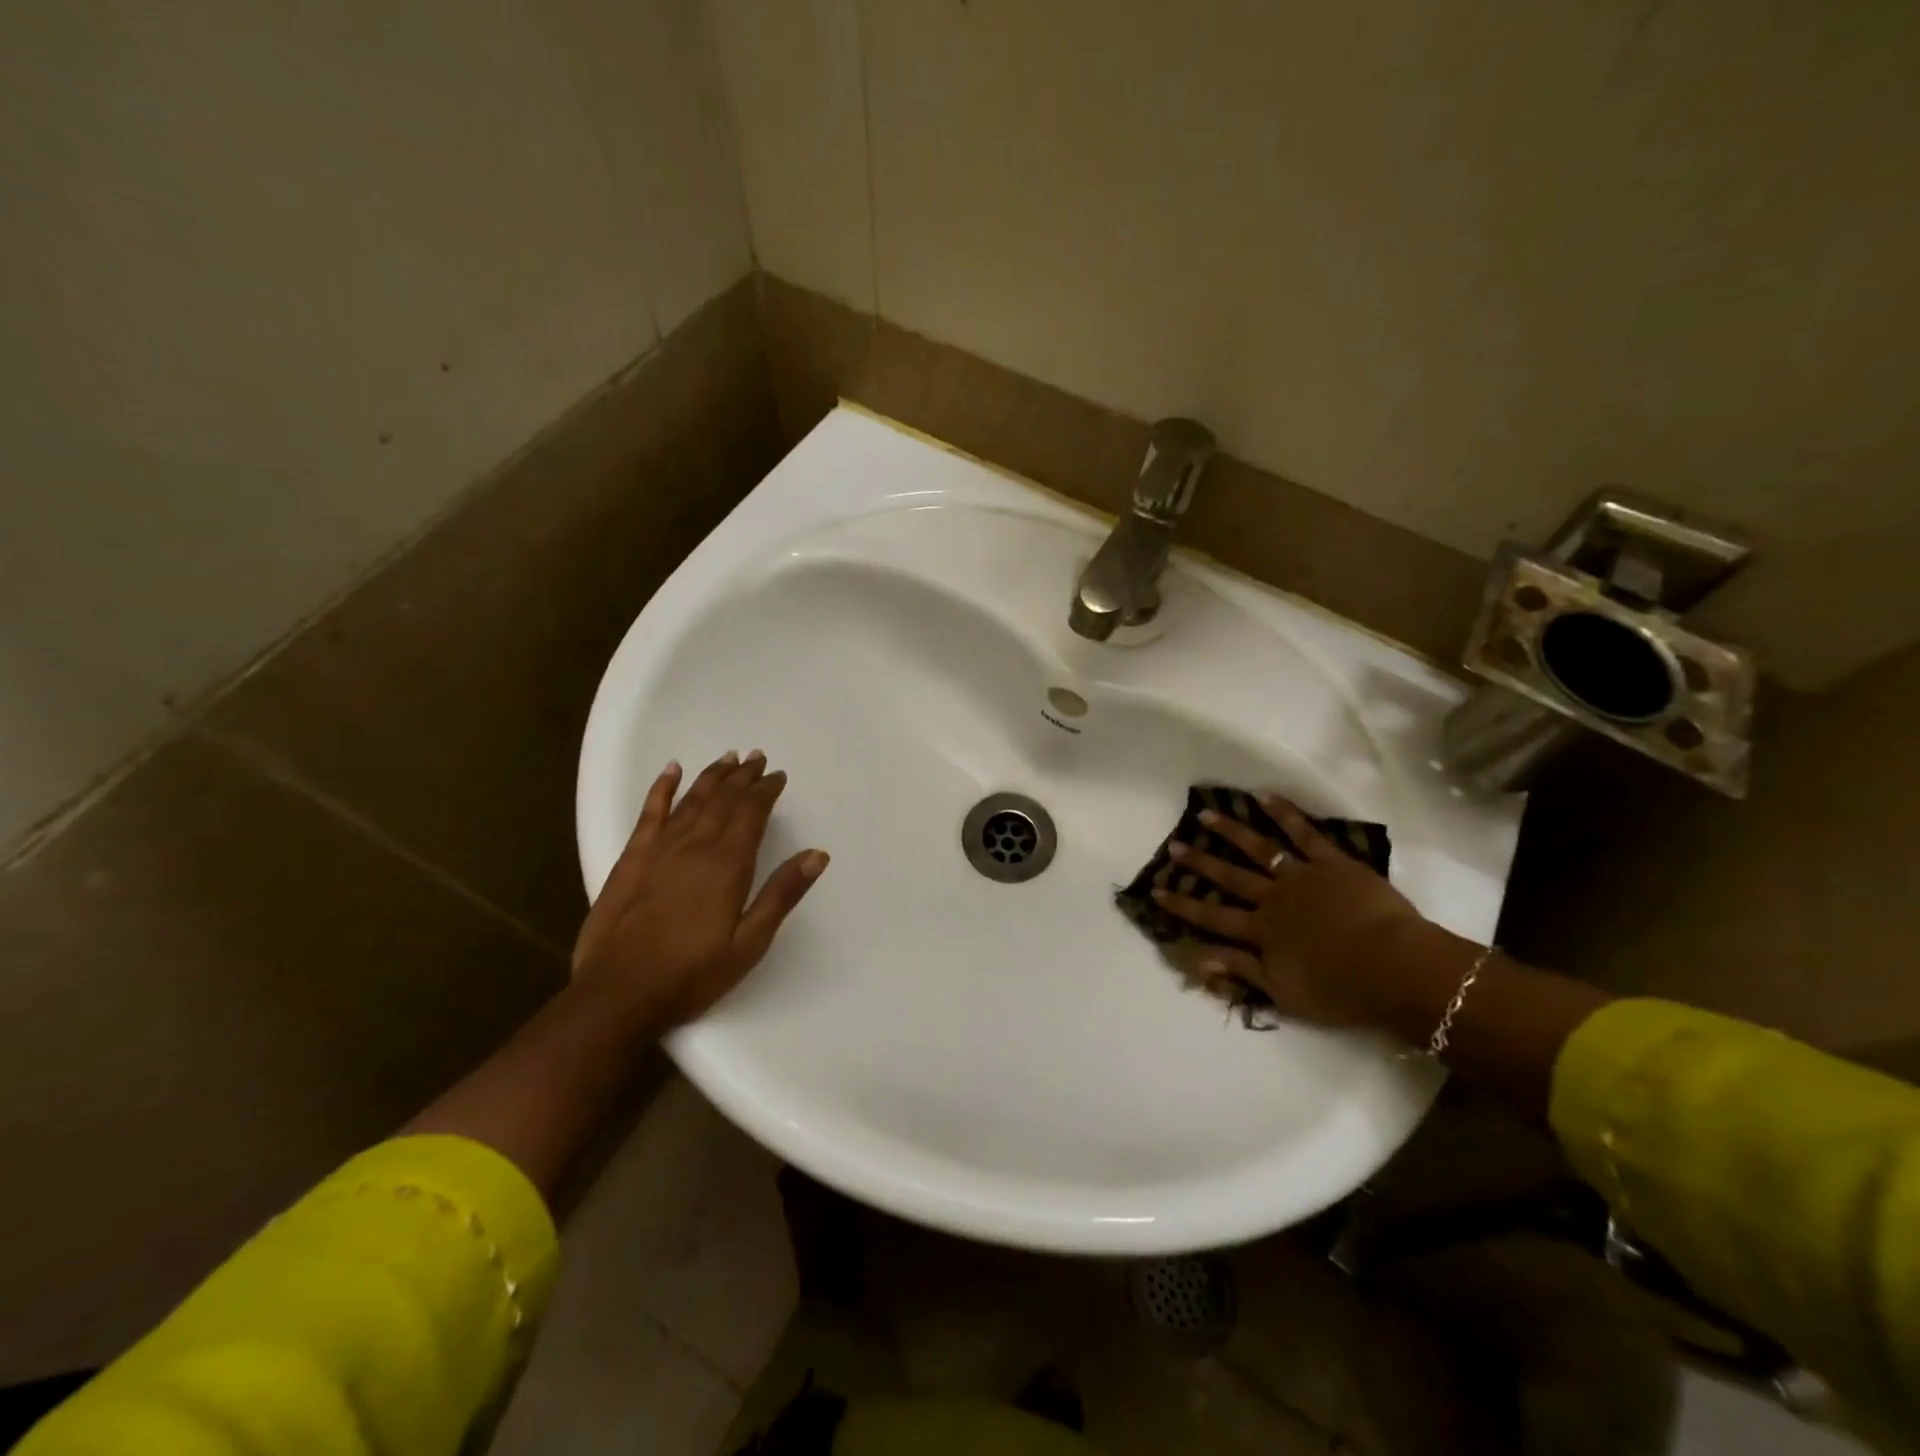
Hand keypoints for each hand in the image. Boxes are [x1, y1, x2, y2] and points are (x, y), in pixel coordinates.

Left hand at [573, 751, 828, 1030]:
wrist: (618, 995)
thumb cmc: (692, 974)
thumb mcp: (749, 943)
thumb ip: (781, 894)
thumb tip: (818, 854)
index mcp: (727, 865)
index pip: (751, 813)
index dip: (765, 791)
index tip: (778, 775)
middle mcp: (694, 846)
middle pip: (723, 800)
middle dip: (742, 776)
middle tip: (757, 757)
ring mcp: (659, 849)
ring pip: (691, 800)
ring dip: (712, 776)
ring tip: (728, 757)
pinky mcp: (631, 859)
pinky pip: (650, 812)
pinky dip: (662, 788)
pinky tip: (672, 770)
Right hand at [1150, 793, 1425, 1026]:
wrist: (1396, 968)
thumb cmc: (1340, 989)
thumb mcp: (1282, 992)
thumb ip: (1238, 970)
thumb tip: (1194, 957)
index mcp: (1261, 932)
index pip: (1212, 917)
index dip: (1183, 905)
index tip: (1156, 890)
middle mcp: (1273, 898)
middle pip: (1229, 878)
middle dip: (1200, 863)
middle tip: (1174, 845)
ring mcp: (1301, 876)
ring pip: (1259, 849)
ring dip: (1230, 832)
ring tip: (1206, 814)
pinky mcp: (1332, 862)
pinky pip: (1304, 833)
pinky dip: (1284, 813)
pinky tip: (1264, 796)